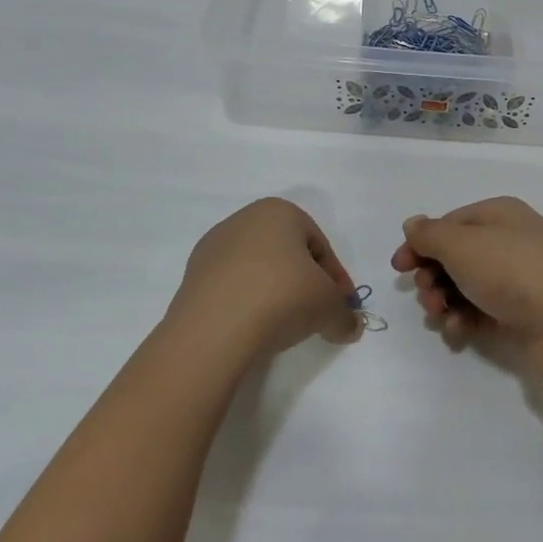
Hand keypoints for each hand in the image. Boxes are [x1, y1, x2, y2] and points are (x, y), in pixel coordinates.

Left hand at [166, 199, 360, 365]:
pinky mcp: (192, 277)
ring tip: (284, 325)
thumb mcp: (330, 307)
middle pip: (288, 254)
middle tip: (317, 314)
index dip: (336, 279)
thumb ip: (345, 315)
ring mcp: (213, 248)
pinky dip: (248, 304)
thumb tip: (350, 326)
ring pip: (259, 270)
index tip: (341, 307)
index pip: (320, 246)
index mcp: (279, 211)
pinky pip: (233, 288)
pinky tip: (254, 328)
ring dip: (276, 293)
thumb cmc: (282, 298)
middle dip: (306, 283)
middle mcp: (243, 220)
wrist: (213, 330)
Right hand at [390, 197, 542, 389]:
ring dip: (445, 300)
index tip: (398, 268)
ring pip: (467, 286)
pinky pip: (483, 311)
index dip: (420, 244)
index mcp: (499, 214)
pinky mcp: (523, 313)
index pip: (449, 224)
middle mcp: (510, 241)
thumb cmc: (513, 272)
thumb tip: (413, 224)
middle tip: (426, 294)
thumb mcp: (463, 245)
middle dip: (432, 276)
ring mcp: (518, 278)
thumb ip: (431, 235)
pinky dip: (465, 320)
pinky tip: (458, 331)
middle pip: (456, 256)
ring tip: (441, 316)